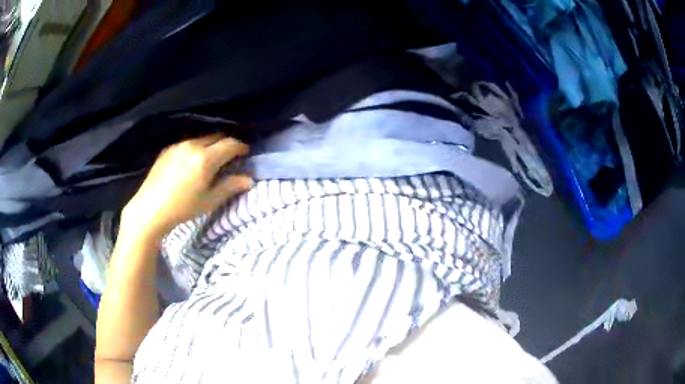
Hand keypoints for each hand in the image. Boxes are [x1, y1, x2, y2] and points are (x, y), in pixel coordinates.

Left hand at [121, 135, 252, 239]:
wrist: (150, 209)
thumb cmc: (182, 208)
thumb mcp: (209, 201)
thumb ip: (230, 187)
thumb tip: (249, 180)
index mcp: (205, 159)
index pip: (230, 144)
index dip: (240, 147)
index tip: (246, 153)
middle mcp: (193, 146)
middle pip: (216, 137)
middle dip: (227, 144)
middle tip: (231, 156)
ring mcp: (179, 146)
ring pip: (202, 139)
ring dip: (211, 145)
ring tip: (212, 158)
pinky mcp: (168, 149)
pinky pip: (188, 143)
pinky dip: (196, 148)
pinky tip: (192, 161)